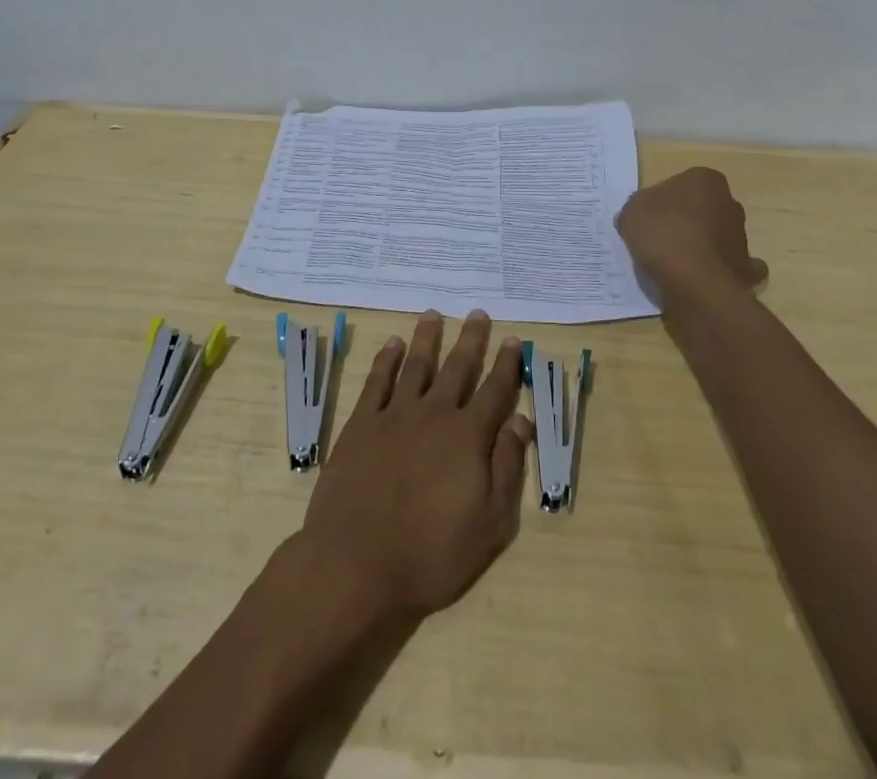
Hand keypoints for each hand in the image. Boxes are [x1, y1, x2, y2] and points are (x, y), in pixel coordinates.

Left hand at [296, 311, 532, 624]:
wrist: (356, 563)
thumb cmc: (431, 553)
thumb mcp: (490, 525)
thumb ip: (507, 467)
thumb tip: (520, 419)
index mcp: (468, 437)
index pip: (494, 391)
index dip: (505, 365)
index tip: (512, 340)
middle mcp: (434, 414)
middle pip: (457, 368)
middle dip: (471, 340)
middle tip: (478, 313)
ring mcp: (394, 415)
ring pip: (416, 365)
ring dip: (427, 338)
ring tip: (434, 315)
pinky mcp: (362, 424)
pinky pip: (377, 381)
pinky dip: (387, 359)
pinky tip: (393, 344)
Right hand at [617, 166, 768, 305]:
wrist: (694, 282)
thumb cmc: (662, 234)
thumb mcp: (631, 212)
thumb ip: (639, 209)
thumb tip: (644, 218)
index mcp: (705, 180)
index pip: (682, 184)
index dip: (663, 201)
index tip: (650, 218)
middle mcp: (730, 203)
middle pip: (704, 209)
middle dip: (688, 221)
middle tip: (660, 239)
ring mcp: (741, 237)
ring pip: (718, 237)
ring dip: (702, 246)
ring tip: (674, 265)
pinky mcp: (745, 269)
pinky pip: (729, 267)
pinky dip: (719, 271)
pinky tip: (701, 280)